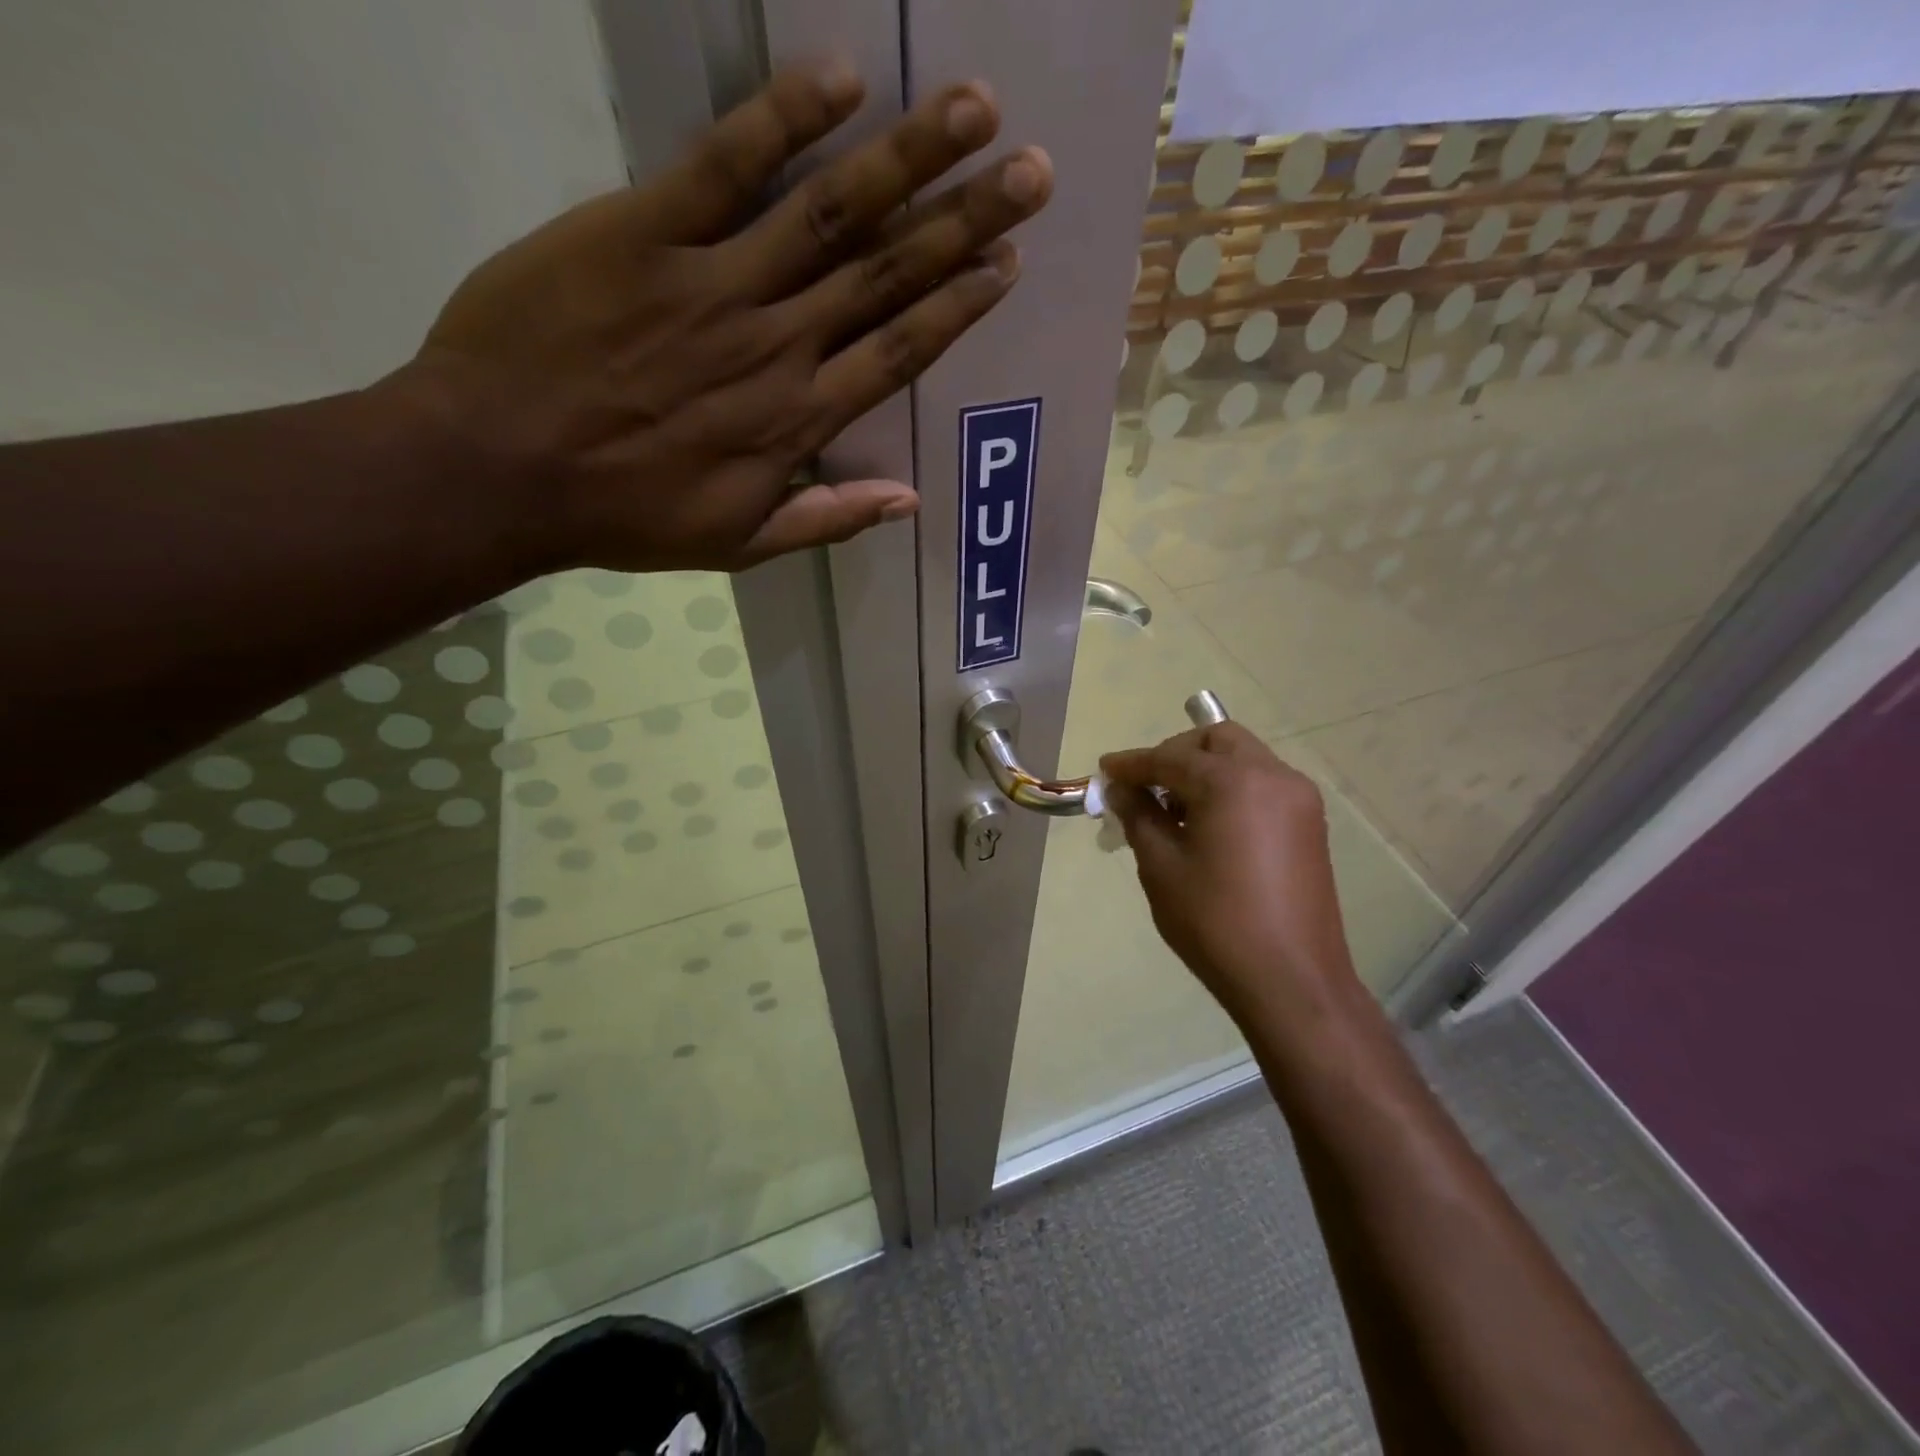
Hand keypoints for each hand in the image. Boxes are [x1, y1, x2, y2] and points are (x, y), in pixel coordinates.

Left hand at [407, 65, 1050, 572]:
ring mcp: (713, 282)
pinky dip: (782, 119)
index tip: (1007, 263)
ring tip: (974, 108)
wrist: (500, 471)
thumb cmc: (626, 515)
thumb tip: (907, 503)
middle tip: (1029, 171)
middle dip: (965, 220)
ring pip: (830, 211)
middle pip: (887, 273)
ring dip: (907, 156)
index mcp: (798, 420)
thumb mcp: (738, 544)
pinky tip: (839, 79)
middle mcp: (776, 344)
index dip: (958, 306)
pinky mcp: (642, 231)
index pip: (899, 353)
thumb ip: (826, 519)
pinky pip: (723, 166)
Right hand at [1101, 723, 1358, 1021]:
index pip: (1171, 757)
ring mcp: (1298, 799)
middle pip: (1217, 740)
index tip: (1104, 771)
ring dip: (1204, 770)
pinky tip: (1207, 826)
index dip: (1132, 763)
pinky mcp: (1309, 824)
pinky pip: (1261, 786)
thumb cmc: (1216, 922)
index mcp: (1234, 782)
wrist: (1291, 981)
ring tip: (1173, 811)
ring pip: (1243, 759)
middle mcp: (1273, 776)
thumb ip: (1139, 815)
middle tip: (1146, 786)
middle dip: (1175, 753)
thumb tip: (1121, 789)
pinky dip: (1230, 789)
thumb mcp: (1161, 866)